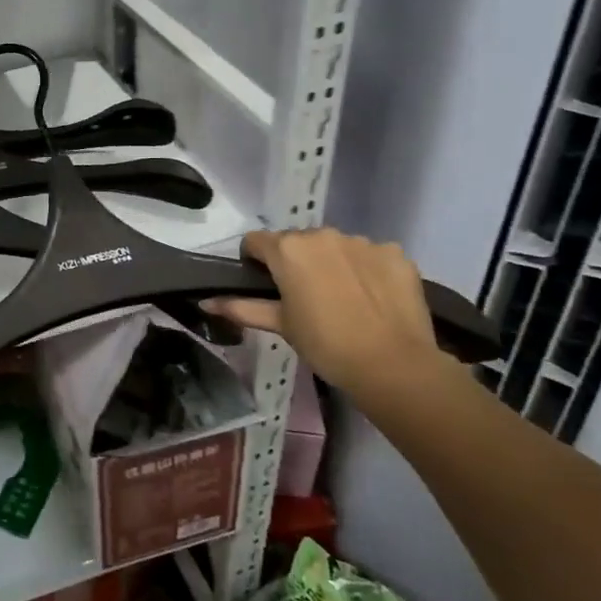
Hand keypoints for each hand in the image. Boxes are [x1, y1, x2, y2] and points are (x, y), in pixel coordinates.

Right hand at [204, 228, 443, 397]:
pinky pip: (371, 255)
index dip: (256, 261)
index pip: (256, 241)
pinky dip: (367, 270)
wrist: (394, 366)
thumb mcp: (281, 326)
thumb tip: (205, 302)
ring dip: (332, 263)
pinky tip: (373, 297)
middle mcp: (322, 235)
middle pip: (298, 241)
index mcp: (288, 249)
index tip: (266, 285)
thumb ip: (241, 308)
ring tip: (343, 298)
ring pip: (335, 246)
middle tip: (305, 297)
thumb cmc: (326, 345)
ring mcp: (362, 241)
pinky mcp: (395, 253)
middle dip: (297, 261)